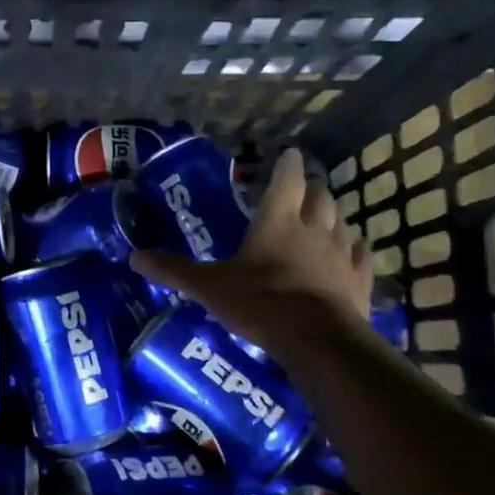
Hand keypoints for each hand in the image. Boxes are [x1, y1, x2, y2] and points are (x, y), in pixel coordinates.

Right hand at [131, 147, 374, 359]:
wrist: (318, 340)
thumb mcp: (209, 287)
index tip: (290, 153)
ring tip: (324, 216)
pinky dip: (355, 249)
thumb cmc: (261, 304)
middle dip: (311, 188)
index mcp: (276, 222)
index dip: (288, 165)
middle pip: (319, 196)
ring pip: (342, 222)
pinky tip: (353, 251)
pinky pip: (361, 256)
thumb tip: (134, 258)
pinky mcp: (358, 280)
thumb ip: (174, 271)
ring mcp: (340, 254)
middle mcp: (313, 229)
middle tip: (303, 187)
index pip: (287, 180)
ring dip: (332, 215)